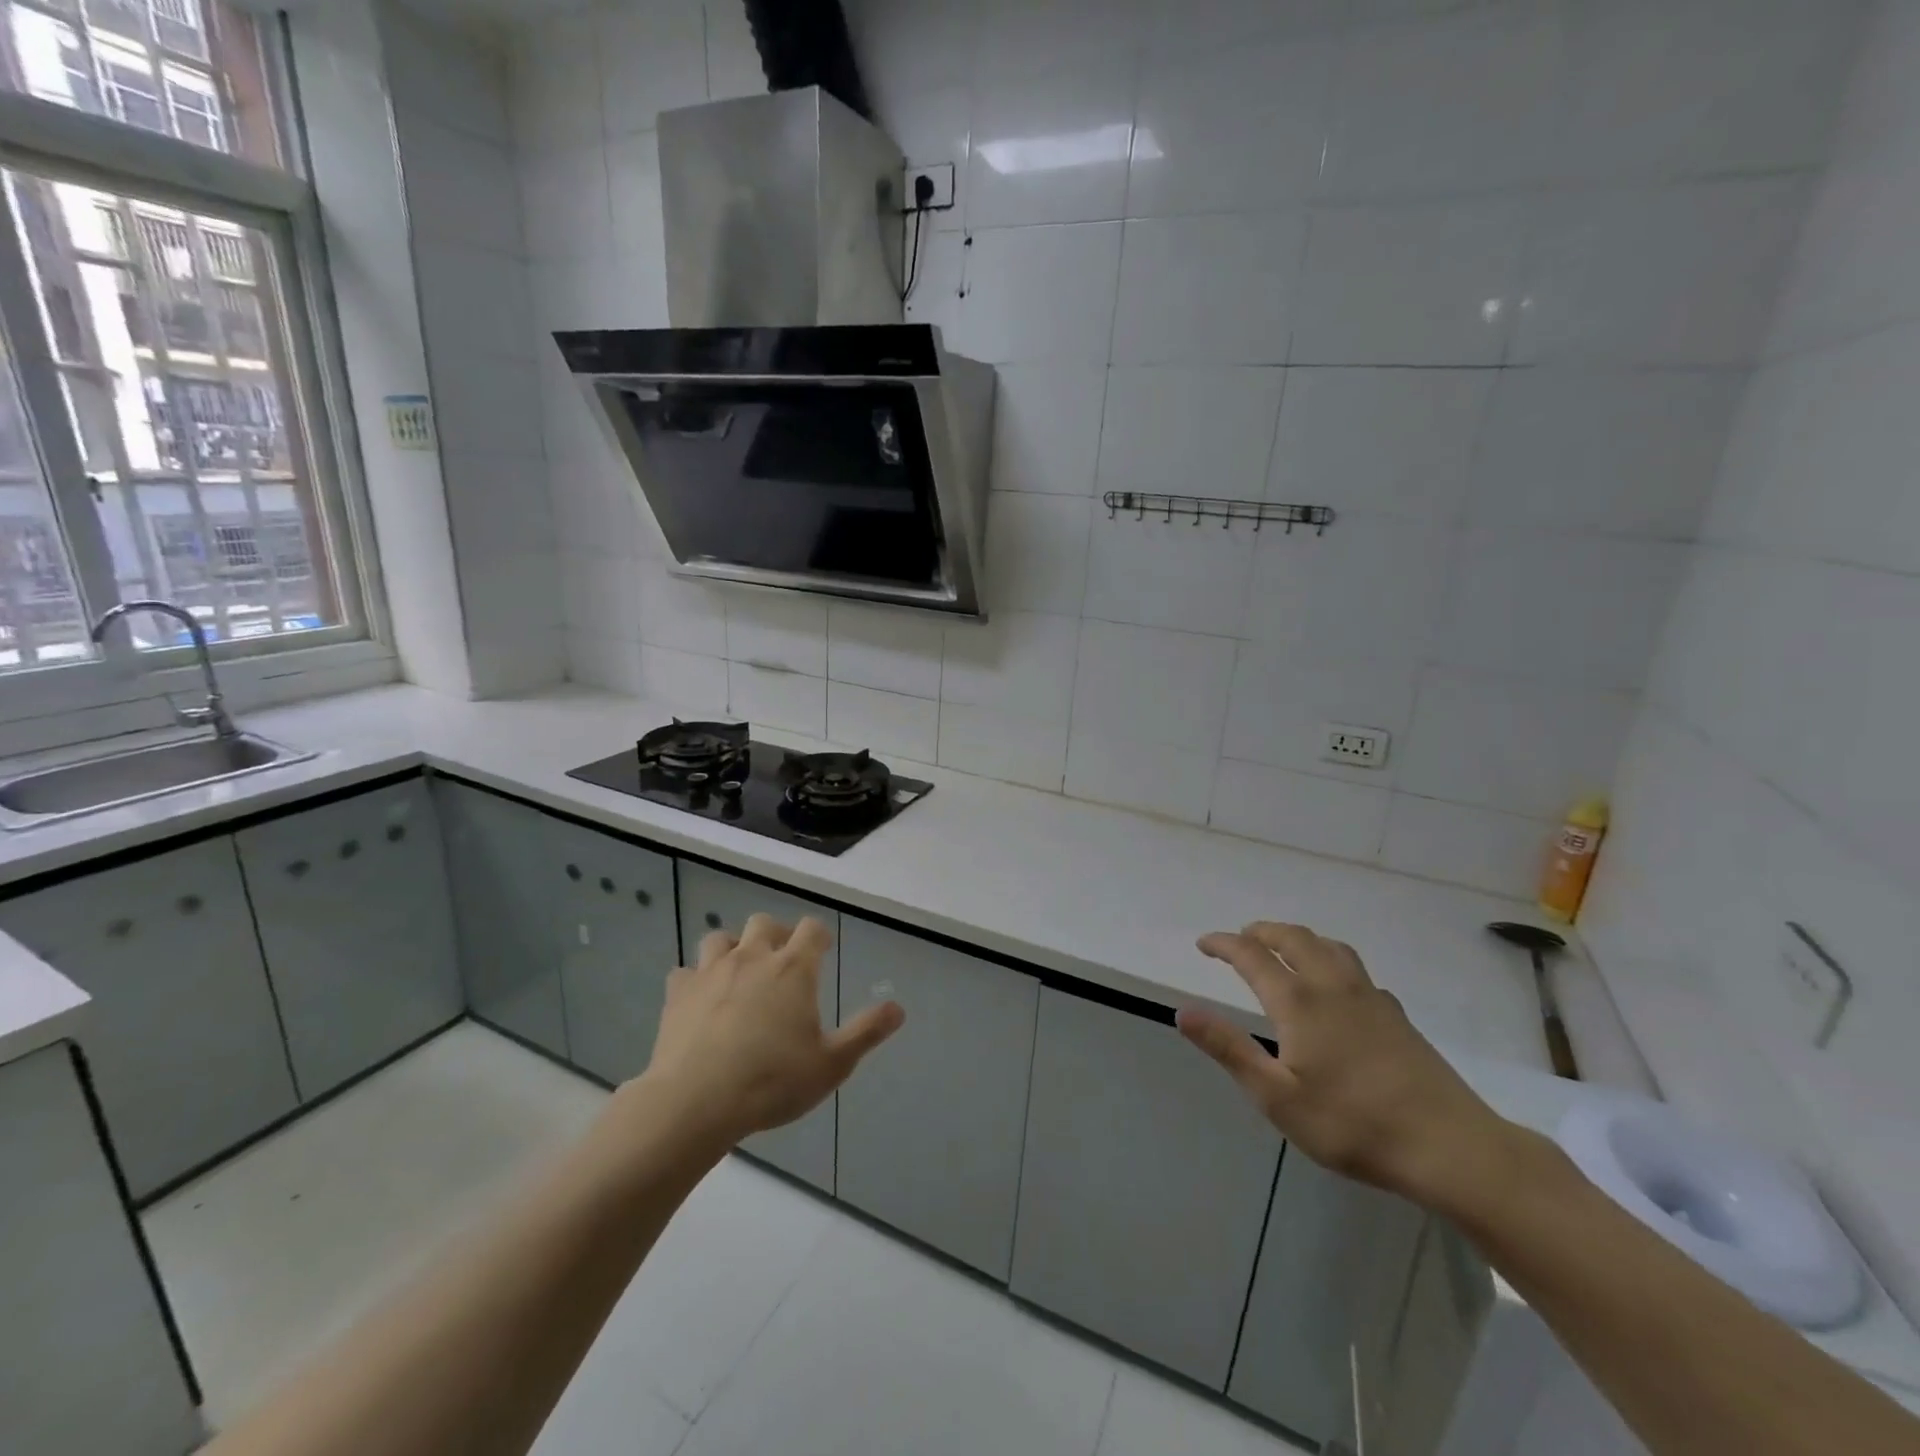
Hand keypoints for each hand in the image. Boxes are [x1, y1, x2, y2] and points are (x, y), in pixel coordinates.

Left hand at [639, 914, 903, 1148]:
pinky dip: (694, 980)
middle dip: (776, 934)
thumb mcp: (832, 1064)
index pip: (811, 929)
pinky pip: (685, 972)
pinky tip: (699, 1000)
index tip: (823, 949)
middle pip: (764, 923)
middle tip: (782, 961)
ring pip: (720, 938)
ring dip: (733, 948)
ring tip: (739, 973)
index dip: (819, 935)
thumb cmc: (772, 1081)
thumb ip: (866, 1032)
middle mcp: (753, 957)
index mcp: (793, 968)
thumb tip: (898, 1008)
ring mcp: (711, 972)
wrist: (695, 1102)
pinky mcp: (678, 993)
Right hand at [1177, 921, 1517, 1214]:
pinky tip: (1334, 986)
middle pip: (1293, 938)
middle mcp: (1332, 986)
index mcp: (1299, 1001)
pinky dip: (1329, 959)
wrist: (1450, 1147)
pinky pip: (1354, 967)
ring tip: (1283, 948)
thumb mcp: (1277, 1097)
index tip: (1203, 943)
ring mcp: (1370, 997)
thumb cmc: (1354, 1125)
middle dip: (1262, 932)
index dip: (1223, 944)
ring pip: (1329, 946)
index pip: (1251, 955)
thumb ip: (1229, 1049)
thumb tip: (1183, 1011)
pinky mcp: (1396, 1015)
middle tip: (1241, 938)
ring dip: (1298, 938)